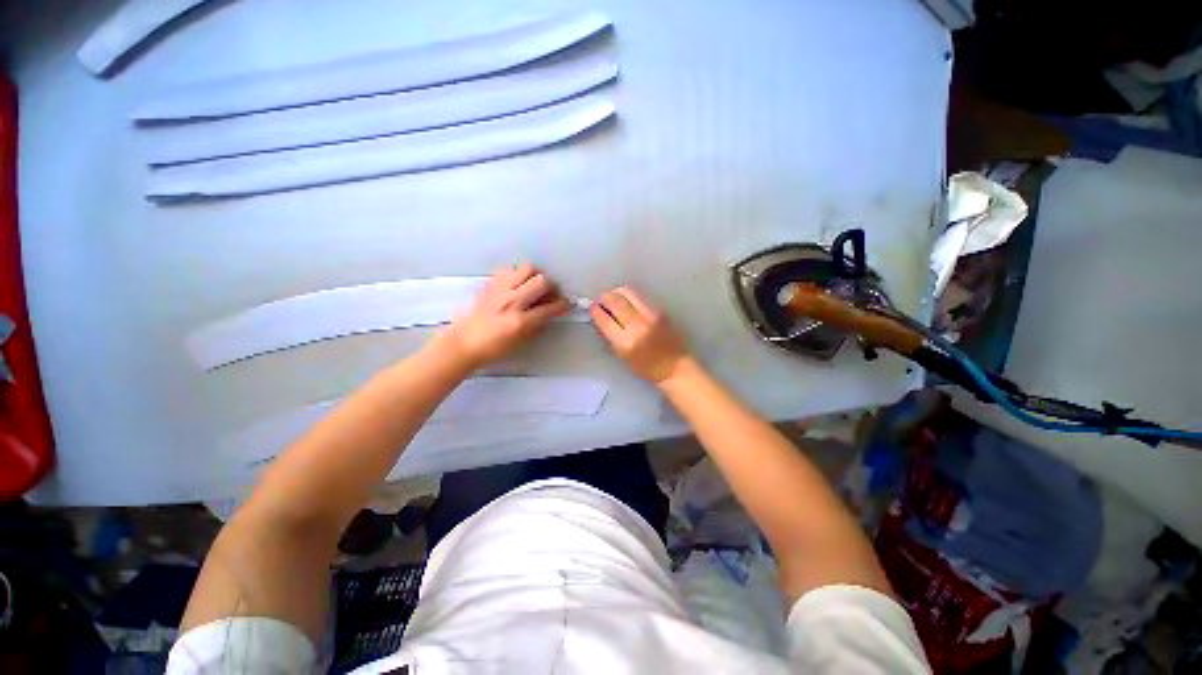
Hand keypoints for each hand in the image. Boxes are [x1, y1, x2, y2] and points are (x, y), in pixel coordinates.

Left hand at [438, 264, 571, 368]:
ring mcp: (500, 290)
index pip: (550, 308)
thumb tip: (549, 313)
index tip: (567, 303)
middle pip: (541, 281)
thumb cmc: (493, 348)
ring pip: (527, 268)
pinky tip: (516, 283)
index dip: (563, 305)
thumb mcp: (521, 341)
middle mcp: (513, 301)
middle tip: (550, 293)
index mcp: (521, 321)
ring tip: (533, 284)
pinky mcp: (490, 284)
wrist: (463, 343)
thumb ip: (537, 326)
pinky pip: (509, 269)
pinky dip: (517, 273)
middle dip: (551, 286)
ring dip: (535, 275)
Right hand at [590, 286, 690, 382]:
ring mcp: (651, 316)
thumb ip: (611, 336)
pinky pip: (640, 297)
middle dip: (606, 297)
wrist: (674, 367)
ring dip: (617, 293)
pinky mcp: (660, 310)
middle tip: (601, 298)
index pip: (606, 321)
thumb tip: (601, 318)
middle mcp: (638, 326)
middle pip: (617, 302)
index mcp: (626, 343)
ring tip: (612, 295)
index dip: (596, 311)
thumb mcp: (623, 356)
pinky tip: (626, 300)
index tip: (592, 307)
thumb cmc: (646, 368)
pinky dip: (630, 296)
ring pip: (629, 294)